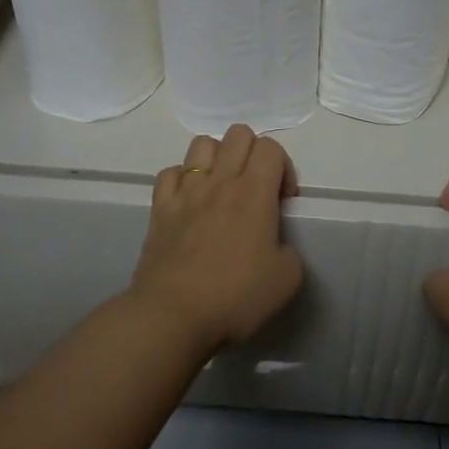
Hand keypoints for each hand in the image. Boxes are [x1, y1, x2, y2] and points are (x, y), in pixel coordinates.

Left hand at [130, 125, 303, 354]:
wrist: (174, 314)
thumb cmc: (236, 296)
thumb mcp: (287, 279)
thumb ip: (288, 250)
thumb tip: (274, 244)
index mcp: (255, 192)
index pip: (271, 147)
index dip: (284, 168)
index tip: (284, 201)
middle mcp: (220, 181)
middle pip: (238, 134)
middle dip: (253, 153)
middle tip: (256, 189)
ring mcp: (186, 192)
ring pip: (201, 144)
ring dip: (217, 158)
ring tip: (222, 189)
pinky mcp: (159, 209)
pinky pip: (170, 173)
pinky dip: (182, 179)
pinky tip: (189, 202)